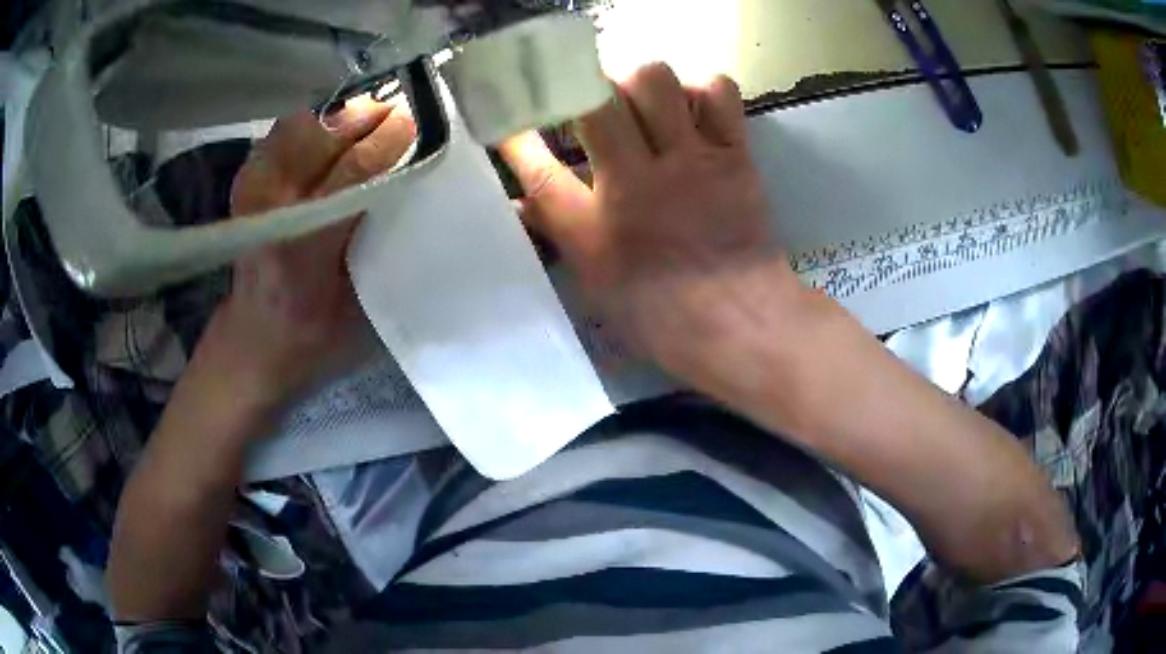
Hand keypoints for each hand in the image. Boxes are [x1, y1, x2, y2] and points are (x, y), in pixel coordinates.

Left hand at [202, 96, 415, 416]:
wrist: (257, 339)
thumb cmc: (317, 333)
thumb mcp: (361, 307)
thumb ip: (384, 247)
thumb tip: (413, 185)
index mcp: (304, 251)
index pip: (350, 175)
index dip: (385, 143)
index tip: (416, 123)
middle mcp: (271, 212)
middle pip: (319, 135)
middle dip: (362, 115)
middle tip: (396, 112)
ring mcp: (252, 192)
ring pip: (298, 124)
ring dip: (336, 115)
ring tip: (366, 118)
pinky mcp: (246, 183)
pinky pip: (282, 132)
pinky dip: (311, 123)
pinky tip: (332, 133)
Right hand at [499, 63, 803, 386]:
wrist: (743, 323)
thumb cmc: (664, 318)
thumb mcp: (596, 284)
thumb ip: (558, 235)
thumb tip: (520, 202)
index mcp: (594, 229)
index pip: (538, 170)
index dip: (515, 139)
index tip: (506, 119)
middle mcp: (636, 182)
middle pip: (594, 101)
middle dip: (580, 88)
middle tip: (588, 100)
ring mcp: (689, 162)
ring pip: (653, 79)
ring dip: (639, 82)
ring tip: (642, 101)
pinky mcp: (734, 155)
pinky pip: (718, 92)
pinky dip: (702, 90)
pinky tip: (693, 110)